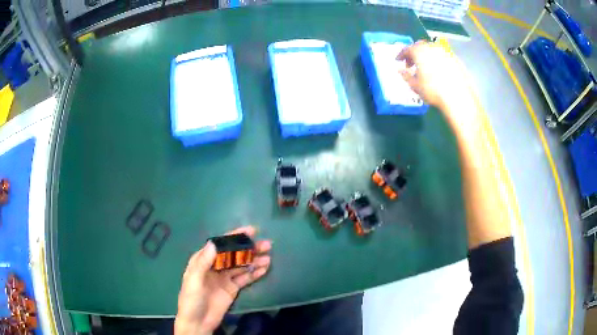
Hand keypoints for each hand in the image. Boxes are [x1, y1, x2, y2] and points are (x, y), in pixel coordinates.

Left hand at [174, 226, 271, 334]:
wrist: (197, 322)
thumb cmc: (191, 299)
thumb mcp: (194, 280)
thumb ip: (203, 262)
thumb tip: (214, 242)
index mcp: (203, 260)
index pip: (220, 245)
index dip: (234, 236)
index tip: (250, 231)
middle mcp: (215, 266)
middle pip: (234, 254)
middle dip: (249, 249)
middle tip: (266, 245)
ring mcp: (225, 278)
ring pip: (241, 266)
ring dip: (254, 261)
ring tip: (268, 257)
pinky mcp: (232, 289)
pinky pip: (245, 279)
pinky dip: (254, 274)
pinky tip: (264, 269)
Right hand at [397, 41, 476, 125]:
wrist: (458, 97)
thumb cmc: (433, 91)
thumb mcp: (415, 85)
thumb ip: (406, 75)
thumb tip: (400, 70)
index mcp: (419, 51)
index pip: (407, 49)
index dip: (401, 54)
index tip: (398, 61)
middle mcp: (432, 47)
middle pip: (420, 46)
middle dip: (414, 53)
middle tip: (412, 64)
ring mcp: (445, 52)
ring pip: (432, 50)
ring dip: (426, 56)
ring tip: (426, 68)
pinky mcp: (456, 59)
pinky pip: (443, 56)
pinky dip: (438, 61)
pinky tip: (439, 72)